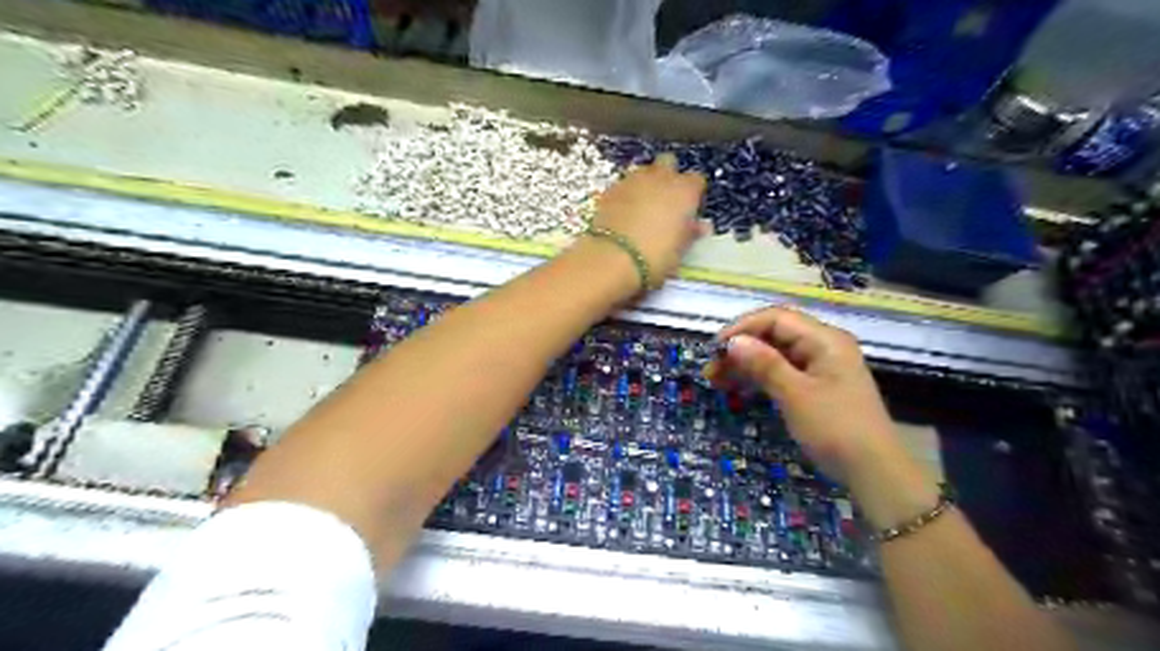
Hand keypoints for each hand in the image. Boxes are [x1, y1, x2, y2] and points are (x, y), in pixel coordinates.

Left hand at [593, 155, 711, 287]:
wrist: (614, 257)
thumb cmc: (656, 256)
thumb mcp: (681, 249)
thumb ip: (691, 232)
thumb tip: (701, 225)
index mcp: (684, 190)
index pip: (696, 180)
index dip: (693, 194)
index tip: (688, 210)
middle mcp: (660, 177)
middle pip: (668, 163)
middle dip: (668, 176)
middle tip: (665, 201)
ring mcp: (633, 180)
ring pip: (643, 171)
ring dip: (645, 183)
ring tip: (642, 207)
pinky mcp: (610, 189)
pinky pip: (623, 185)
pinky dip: (625, 194)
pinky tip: (623, 213)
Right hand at [701, 307, 889, 484]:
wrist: (874, 471)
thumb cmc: (836, 428)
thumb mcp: (796, 395)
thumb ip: (764, 364)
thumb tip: (732, 341)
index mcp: (824, 339)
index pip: (776, 318)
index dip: (742, 328)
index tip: (715, 349)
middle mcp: (822, 346)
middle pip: (773, 334)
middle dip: (740, 348)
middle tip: (711, 369)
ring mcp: (819, 367)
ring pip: (774, 354)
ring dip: (745, 364)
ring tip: (716, 380)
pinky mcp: (815, 386)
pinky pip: (781, 372)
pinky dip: (759, 377)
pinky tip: (738, 387)